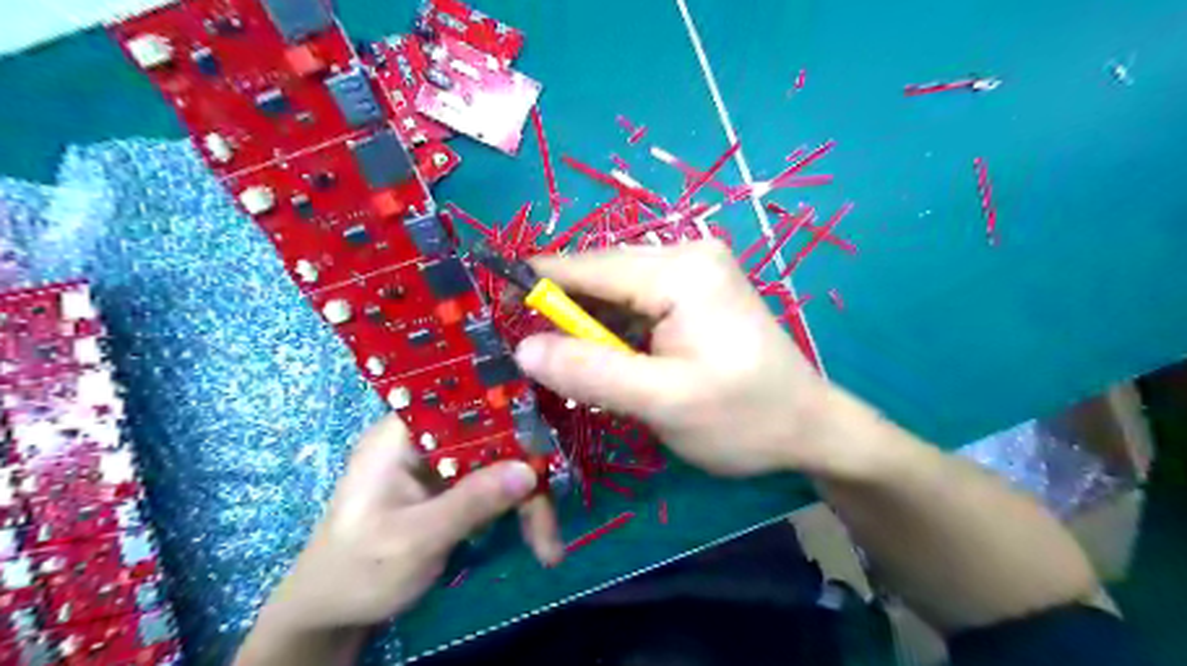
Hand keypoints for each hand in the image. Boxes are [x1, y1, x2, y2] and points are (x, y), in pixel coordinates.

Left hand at [236, 413, 562, 663]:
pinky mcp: (454, 487)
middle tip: (549, 522)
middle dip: (527, 474)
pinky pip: (497, 485)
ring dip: (528, 500)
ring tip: (547, 545)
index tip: (545, 439)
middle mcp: (426, 439)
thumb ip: (470, 502)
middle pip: (494, 436)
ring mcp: (442, 463)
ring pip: (502, 462)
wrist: (331, 614)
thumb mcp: (413, 540)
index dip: (508, 412)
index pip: (464, 402)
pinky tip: (536, 539)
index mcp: (402, 434)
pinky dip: (518, 510)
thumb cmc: (358, 571)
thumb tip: (530, 470)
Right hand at [516, 239, 857, 477]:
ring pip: (612, 293)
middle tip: (526, 358)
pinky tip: (602, 360)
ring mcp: (692, 271)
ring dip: (585, 327)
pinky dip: (611, 332)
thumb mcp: (664, 402)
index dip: (533, 288)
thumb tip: (523, 348)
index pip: (585, 267)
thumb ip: (591, 372)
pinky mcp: (693, 293)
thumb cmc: (745, 418)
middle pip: (598, 277)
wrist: (810, 428)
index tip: (490, 316)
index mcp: (680, 270)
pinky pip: (634, 306)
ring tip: (561, 365)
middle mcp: (685, 254)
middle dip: (561, 315)